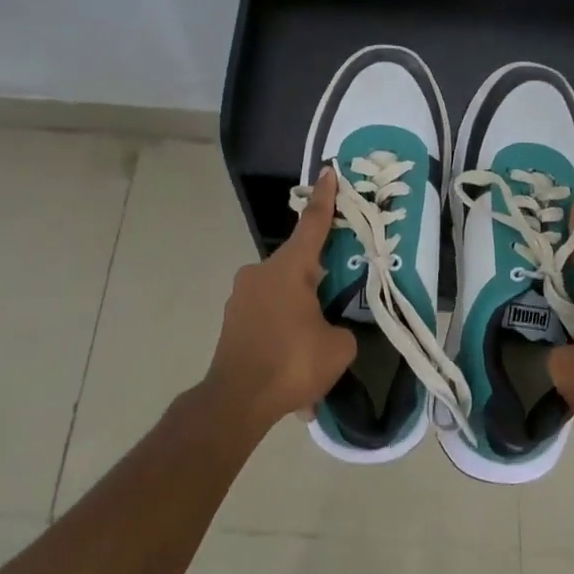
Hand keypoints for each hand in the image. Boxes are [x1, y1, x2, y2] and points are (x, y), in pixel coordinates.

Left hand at [207, 167, 356, 423]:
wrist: (235, 402)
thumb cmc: (291, 363)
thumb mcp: (338, 348)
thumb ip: (341, 329)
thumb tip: (331, 330)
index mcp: (289, 269)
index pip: (312, 224)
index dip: (325, 198)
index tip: (329, 172)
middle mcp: (260, 274)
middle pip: (298, 266)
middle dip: (318, 281)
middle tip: (336, 301)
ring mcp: (241, 297)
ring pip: (282, 296)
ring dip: (299, 315)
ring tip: (314, 352)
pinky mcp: (232, 321)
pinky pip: (267, 320)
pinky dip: (283, 335)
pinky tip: (293, 371)